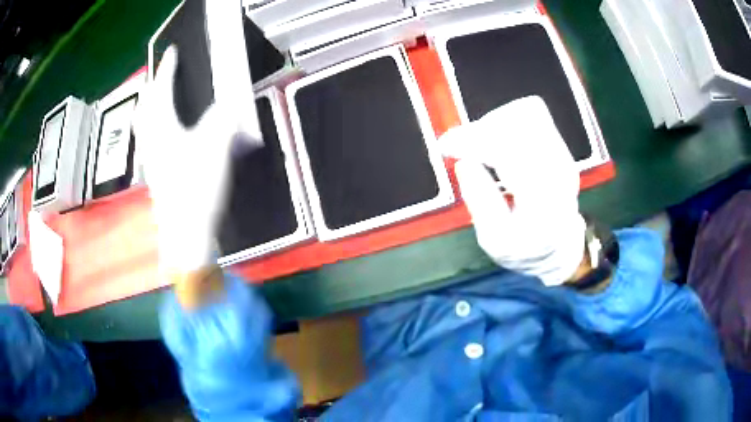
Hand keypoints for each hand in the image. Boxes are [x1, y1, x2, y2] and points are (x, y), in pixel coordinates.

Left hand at [134, 46, 234, 273]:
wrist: (186, 234)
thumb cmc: (196, 189)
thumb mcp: (215, 148)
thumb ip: (222, 121)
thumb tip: (228, 107)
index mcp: (163, 129)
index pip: (161, 91)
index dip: (167, 69)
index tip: (172, 52)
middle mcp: (151, 142)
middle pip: (144, 109)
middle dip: (152, 89)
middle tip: (161, 79)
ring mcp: (151, 161)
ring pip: (143, 127)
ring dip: (149, 109)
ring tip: (157, 102)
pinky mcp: (155, 177)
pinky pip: (148, 143)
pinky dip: (152, 130)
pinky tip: (161, 137)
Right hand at [439, 96, 584, 285]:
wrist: (558, 244)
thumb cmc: (525, 247)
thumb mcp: (495, 239)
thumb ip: (480, 202)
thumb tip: (464, 163)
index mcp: (544, 200)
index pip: (509, 151)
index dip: (473, 142)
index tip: (446, 146)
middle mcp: (559, 170)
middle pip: (517, 124)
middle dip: (481, 130)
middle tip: (460, 148)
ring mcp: (561, 154)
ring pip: (522, 114)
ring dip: (492, 125)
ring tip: (478, 148)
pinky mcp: (558, 145)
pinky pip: (528, 116)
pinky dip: (503, 123)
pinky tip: (495, 145)